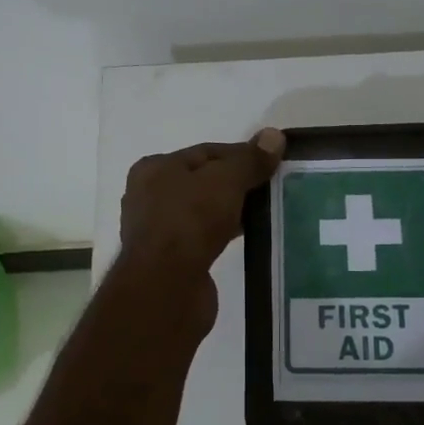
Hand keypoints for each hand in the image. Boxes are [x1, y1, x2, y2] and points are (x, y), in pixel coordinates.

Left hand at [119, 130, 285, 323]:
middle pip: (204, 181)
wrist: (166, 288)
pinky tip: (248, 238)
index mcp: (155, 169)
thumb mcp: (225, 181)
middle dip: (238, 184)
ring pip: (204, 211)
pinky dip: (224, 235)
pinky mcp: (170, 260)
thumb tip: (274, 136)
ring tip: (267, 213)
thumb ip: (250, 160)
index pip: (206, 152)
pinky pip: (204, 238)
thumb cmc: (189, 222)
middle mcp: (149, 196)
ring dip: (232, 211)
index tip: (272, 164)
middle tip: (273, 189)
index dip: (241, 155)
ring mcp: (158, 230)